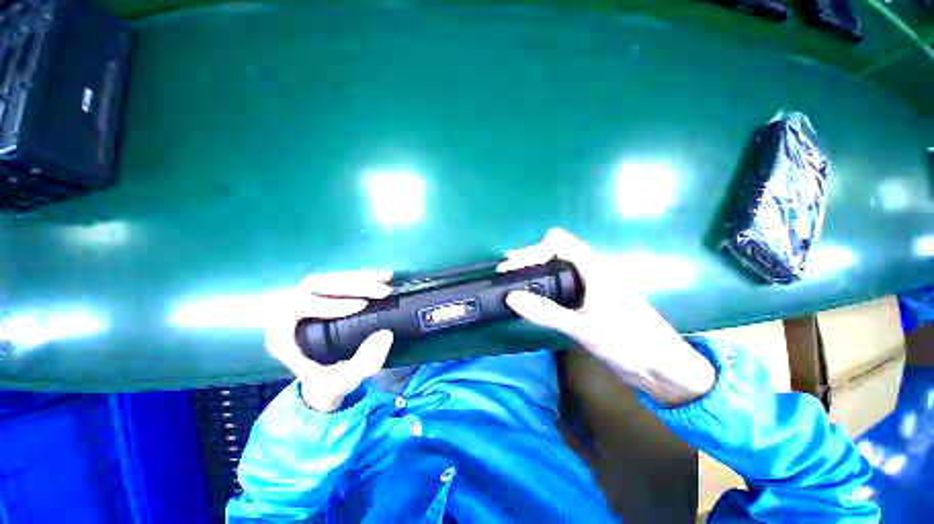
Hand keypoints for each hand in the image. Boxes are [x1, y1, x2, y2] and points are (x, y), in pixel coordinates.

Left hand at [264, 271, 394, 411]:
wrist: (324, 380)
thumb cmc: (329, 382)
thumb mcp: (345, 381)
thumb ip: (364, 363)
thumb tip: (385, 334)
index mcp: (282, 334)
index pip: (297, 307)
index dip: (329, 303)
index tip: (362, 306)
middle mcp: (290, 311)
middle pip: (316, 285)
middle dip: (353, 286)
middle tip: (384, 291)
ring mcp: (307, 299)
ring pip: (330, 278)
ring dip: (361, 277)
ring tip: (387, 278)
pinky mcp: (324, 295)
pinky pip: (341, 279)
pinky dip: (364, 277)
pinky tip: (384, 277)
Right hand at [498, 228, 714, 405]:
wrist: (665, 369)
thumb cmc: (631, 344)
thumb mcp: (585, 329)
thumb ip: (547, 313)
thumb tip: (512, 298)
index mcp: (595, 269)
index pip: (559, 242)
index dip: (534, 250)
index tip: (514, 266)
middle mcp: (593, 271)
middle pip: (557, 250)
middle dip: (531, 256)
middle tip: (507, 269)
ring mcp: (593, 286)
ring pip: (560, 266)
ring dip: (537, 269)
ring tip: (516, 279)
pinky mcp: (592, 300)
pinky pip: (564, 282)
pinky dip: (546, 283)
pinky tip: (536, 295)